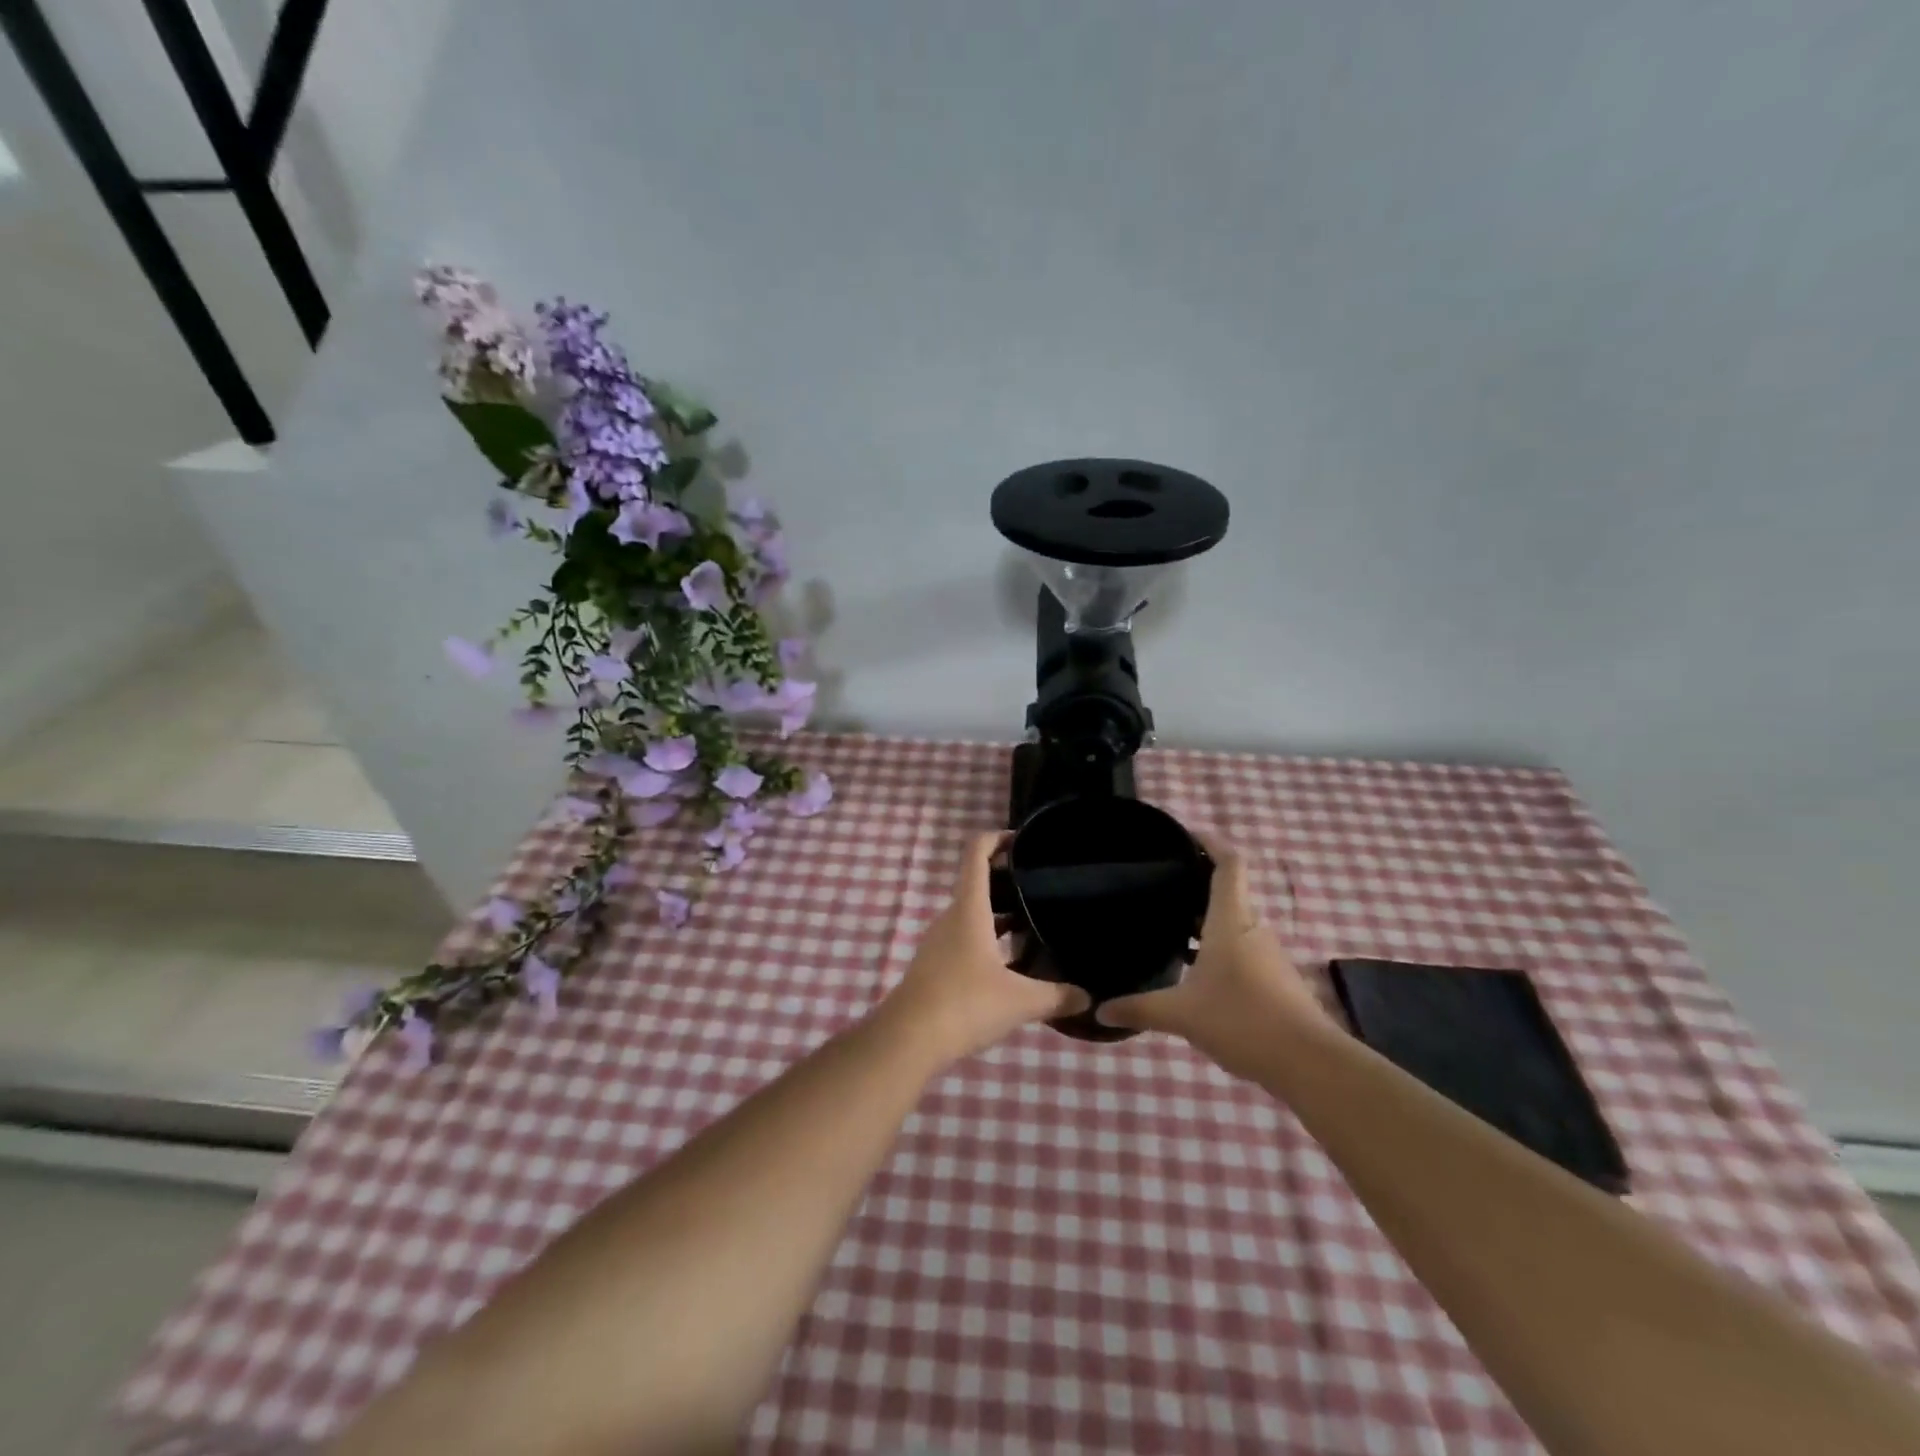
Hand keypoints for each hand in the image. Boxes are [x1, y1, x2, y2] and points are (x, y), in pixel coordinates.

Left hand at [875, 832, 1089, 1066]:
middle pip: (976, 884)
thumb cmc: (965, 1004)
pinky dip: (987, 940)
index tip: (1022, 841)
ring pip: (971, 915)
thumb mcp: (1020, 1001)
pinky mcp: (934, 967)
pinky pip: (964, 940)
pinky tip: (1010, 965)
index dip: (997, 838)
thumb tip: (1088, 998)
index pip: (976, 853)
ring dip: (998, 914)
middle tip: (1041, 889)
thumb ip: (1057, 996)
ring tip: (1033, 926)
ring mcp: (939, 942)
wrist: (907, 1040)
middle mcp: (951, 917)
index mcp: (969, 909)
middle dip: (1007, 881)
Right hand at [1096, 834, 1332, 1078]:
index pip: (1229, 864)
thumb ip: (1139, 1008)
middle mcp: (1252, 928)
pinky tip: (1196, 970)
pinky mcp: (1276, 978)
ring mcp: (1268, 954)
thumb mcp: (1181, 1015)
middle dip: (1199, 883)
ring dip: (1208, 919)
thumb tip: (1099, 1011)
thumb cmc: (1242, 1020)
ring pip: (1235, 923)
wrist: (1309, 1063)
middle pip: (1229, 891)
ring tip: (1172, 926)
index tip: (1187, 834)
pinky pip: (1243, 948)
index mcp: (1231, 921)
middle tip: (1163, 886)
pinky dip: (1219, 947)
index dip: (1211, 842)